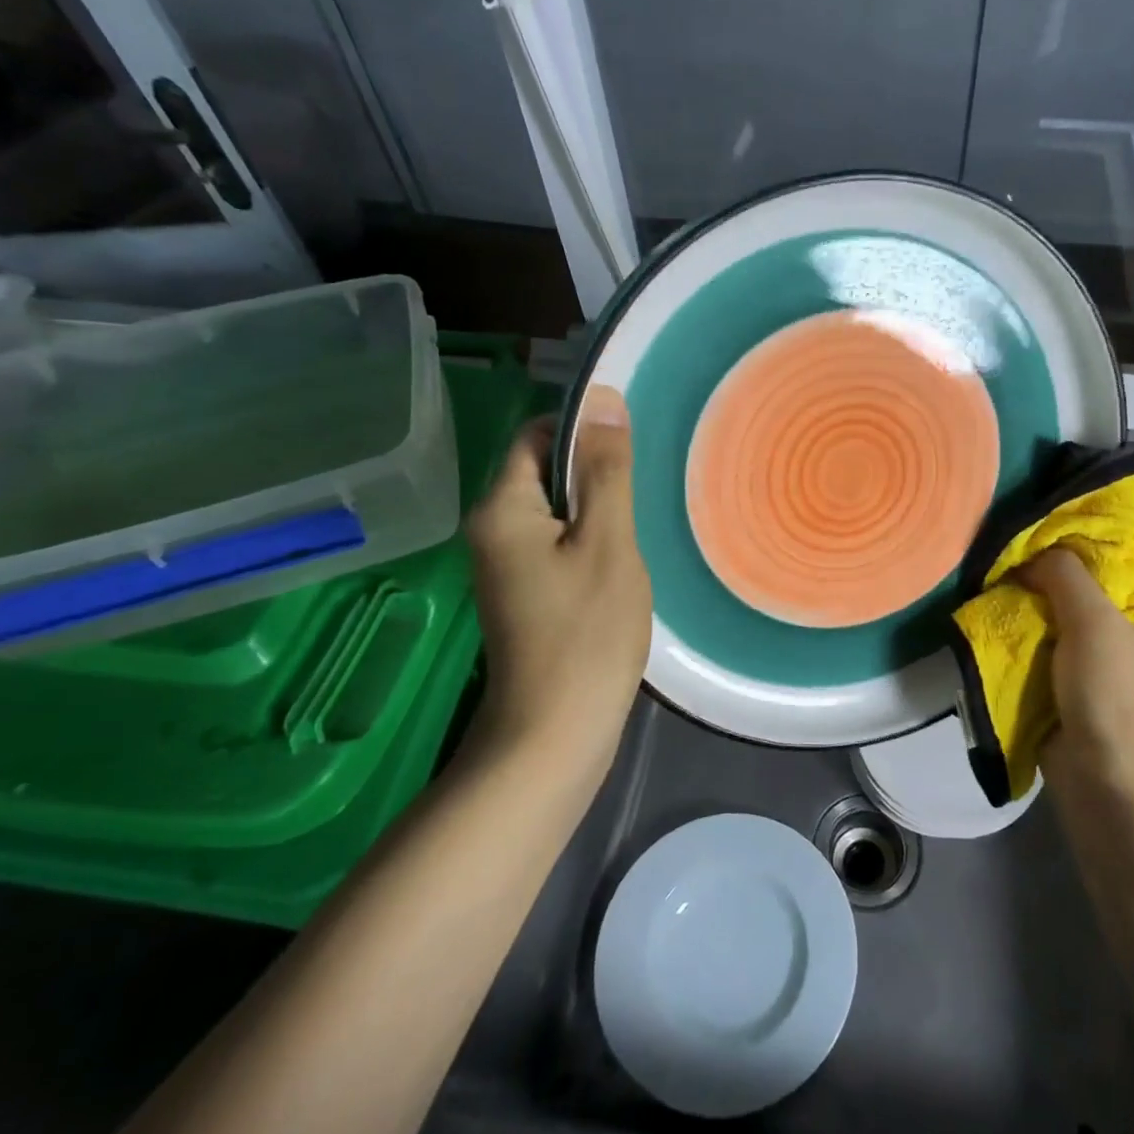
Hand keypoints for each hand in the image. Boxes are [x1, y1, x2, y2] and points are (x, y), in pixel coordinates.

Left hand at [462, 387, 651, 775]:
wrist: (554, 735)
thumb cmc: (586, 633)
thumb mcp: (608, 542)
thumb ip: (605, 470)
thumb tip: (603, 398)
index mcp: (502, 509)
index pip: (535, 435)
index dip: (581, 429)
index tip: (630, 447)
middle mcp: (490, 531)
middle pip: (544, 473)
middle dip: (594, 474)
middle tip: (643, 492)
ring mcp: (504, 567)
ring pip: (555, 512)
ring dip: (596, 511)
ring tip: (637, 529)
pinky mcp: (522, 595)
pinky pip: (556, 545)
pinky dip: (588, 543)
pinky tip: (620, 565)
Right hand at [1020, 546, 1133, 812]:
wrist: (1109, 788)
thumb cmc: (1118, 699)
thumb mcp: (1094, 623)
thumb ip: (1066, 575)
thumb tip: (1036, 554)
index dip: (1097, 545)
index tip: (1052, 534)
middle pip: (1105, 593)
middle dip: (1062, 578)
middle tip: (1023, 559)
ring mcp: (1124, 672)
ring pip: (1079, 623)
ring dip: (1045, 609)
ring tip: (1008, 587)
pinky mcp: (1092, 694)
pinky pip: (1063, 653)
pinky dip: (1039, 639)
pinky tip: (1011, 623)